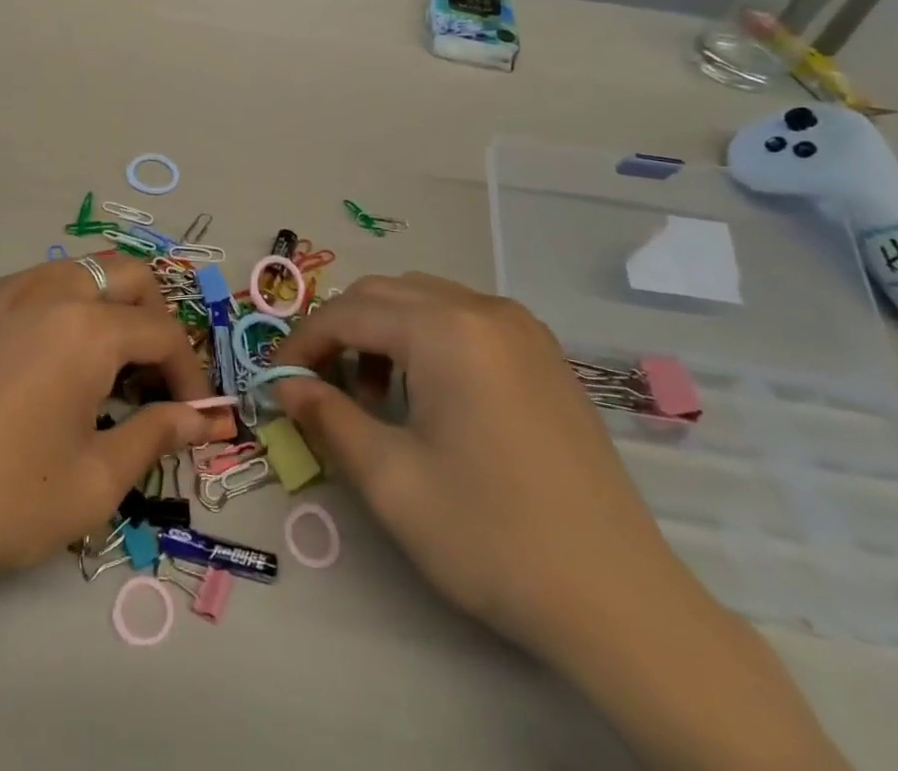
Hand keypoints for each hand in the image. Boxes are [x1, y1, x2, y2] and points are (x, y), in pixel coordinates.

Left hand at [0, 253, 217, 629]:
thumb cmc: (4, 500)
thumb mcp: (95, 482)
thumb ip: (156, 436)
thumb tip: (200, 419)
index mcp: (86, 329)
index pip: (161, 331)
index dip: (188, 372)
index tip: (192, 413)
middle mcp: (47, 289)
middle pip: (125, 273)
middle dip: (153, 315)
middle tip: (150, 374)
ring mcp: (0, 289)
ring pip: (76, 270)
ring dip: (104, 306)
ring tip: (99, 366)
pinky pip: (30, 286)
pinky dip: (56, 309)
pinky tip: (40, 364)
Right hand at [273, 274, 851, 770]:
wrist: (621, 603)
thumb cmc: (491, 536)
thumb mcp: (389, 479)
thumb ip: (326, 417)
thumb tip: (285, 384)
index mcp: (445, 329)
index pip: (348, 313)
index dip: (302, 343)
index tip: (276, 379)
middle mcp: (482, 308)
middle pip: (383, 294)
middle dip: (340, 332)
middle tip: (318, 386)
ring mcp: (521, 328)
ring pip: (422, 300)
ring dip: (382, 332)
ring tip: (372, 395)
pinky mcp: (543, 354)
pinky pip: (462, 319)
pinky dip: (425, 339)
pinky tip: (427, 394)